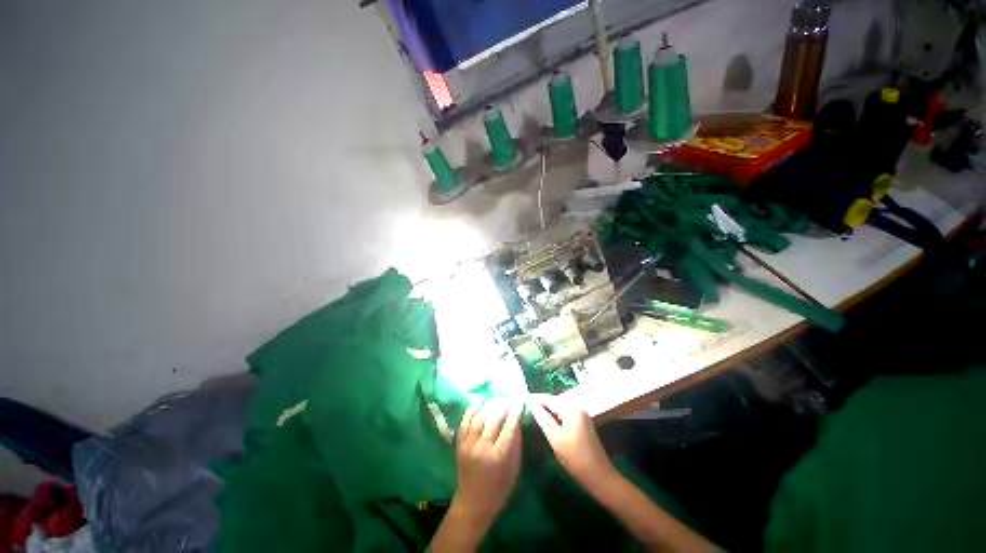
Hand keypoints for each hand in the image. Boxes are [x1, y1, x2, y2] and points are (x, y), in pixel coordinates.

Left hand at [450, 400, 523, 536]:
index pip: (509, 428)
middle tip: (509, 400)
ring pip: (479, 418)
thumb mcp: (514, 469)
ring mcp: (469, 445)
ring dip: (489, 406)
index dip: (515, 413)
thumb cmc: (499, 488)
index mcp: (499, 457)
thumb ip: (516, 444)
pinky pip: (465, 422)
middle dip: (503, 406)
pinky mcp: (459, 444)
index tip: (519, 402)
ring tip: (496, 401)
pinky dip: (471, 411)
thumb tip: (517, 421)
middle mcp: (483, 448)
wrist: (473, 503)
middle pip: (493, 420)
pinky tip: (478, 403)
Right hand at [529, 395, 617, 491]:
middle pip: (555, 403)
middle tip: (527, 413)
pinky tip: (548, 428)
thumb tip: (532, 405)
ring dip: (548, 414)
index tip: (523, 403)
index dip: (536, 400)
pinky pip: (565, 418)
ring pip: (560, 411)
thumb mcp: (555, 438)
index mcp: (571, 408)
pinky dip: (556, 420)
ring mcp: (581, 417)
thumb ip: (543, 419)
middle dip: (542, 407)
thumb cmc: (575, 457)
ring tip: (534, 419)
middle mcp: (577, 408)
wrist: (600, 477)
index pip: (549, 399)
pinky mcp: (583, 426)